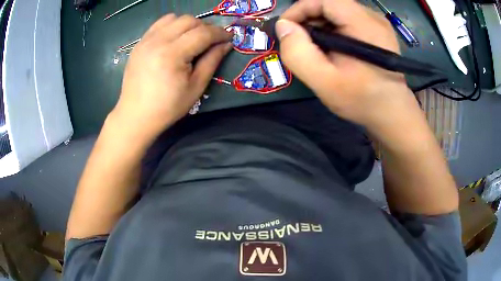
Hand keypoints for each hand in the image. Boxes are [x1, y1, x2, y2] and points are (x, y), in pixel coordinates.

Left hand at [111, 14, 232, 140]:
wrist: (136, 115)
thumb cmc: (167, 107)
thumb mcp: (196, 87)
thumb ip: (212, 61)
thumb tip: (226, 44)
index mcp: (172, 54)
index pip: (202, 33)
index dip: (219, 33)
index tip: (229, 37)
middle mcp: (158, 41)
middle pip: (189, 21)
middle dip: (205, 27)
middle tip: (211, 40)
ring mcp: (146, 40)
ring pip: (174, 18)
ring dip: (188, 24)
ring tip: (192, 38)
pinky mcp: (140, 43)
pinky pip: (159, 24)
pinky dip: (172, 25)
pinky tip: (175, 38)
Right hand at [277, 0, 418, 128]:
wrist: (393, 114)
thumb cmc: (363, 101)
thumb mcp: (325, 83)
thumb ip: (299, 53)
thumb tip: (283, 26)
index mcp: (363, 23)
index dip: (300, 8)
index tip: (286, 28)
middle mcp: (372, 17)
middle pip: (330, 3)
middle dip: (308, 17)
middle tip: (299, 41)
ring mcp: (377, 23)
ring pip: (338, 11)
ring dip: (320, 24)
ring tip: (314, 47)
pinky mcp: (377, 31)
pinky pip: (348, 20)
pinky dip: (333, 29)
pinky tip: (331, 48)